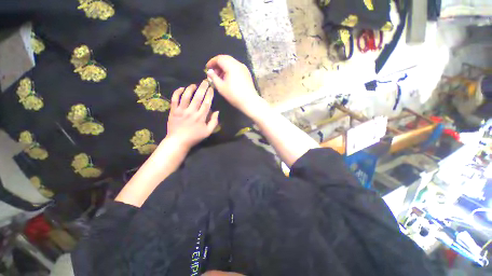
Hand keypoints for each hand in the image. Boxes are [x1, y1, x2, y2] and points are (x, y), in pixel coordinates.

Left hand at [166, 80, 218, 148]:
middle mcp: (192, 111)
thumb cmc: (195, 137)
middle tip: (205, 81)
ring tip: (194, 85)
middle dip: (202, 87)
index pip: (207, 103)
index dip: (210, 94)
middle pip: (198, 97)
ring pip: (186, 96)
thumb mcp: (208, 132)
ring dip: (191, 88)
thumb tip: (217, 111)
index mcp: (201, 117)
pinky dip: (177, 92)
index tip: (212, 88)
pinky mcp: (173, 110)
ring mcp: (181, 110)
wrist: (178, 141)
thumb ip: (214, 122)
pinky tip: (181, 88)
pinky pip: (175, 99)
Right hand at [206, 55, 262, 116]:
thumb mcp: (221, 87)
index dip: (211, 62)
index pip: (219, 58)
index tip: (207, 68)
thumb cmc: (234, 95)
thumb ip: (213, 77)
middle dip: (218, 65)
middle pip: (226, 59)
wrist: (250, 101)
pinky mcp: (247, 73)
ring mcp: (244, 68)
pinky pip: (236, 68)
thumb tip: (209, 72)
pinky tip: (228, 79)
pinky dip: (230, 70)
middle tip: (213, 73)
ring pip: (231, 63)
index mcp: (231, 66)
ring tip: (220, 77)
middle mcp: (238, 64)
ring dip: (224, 68)